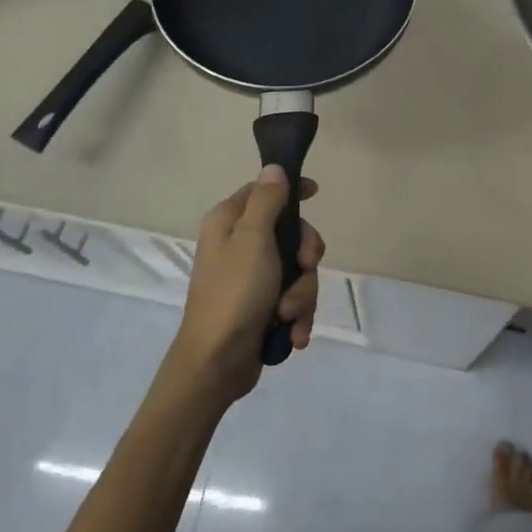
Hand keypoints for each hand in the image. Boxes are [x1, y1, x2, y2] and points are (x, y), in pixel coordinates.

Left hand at [169, 165, 324, 405]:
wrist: (216, 364)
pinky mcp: (261, 307)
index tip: (316, 193)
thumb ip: (266, 201)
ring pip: (297, 270)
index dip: (291, 189)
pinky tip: (294, 333)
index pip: (263, 190)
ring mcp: (251, 278)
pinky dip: (297, 316)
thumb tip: (273, 168)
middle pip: (290, 233)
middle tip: (304, 267)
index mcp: (229, 222)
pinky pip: (293, 299)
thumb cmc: (234, 293)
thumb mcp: (253, 239)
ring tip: (288, 316)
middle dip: (304, 257)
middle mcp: (238, 245)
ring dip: (302, 294)